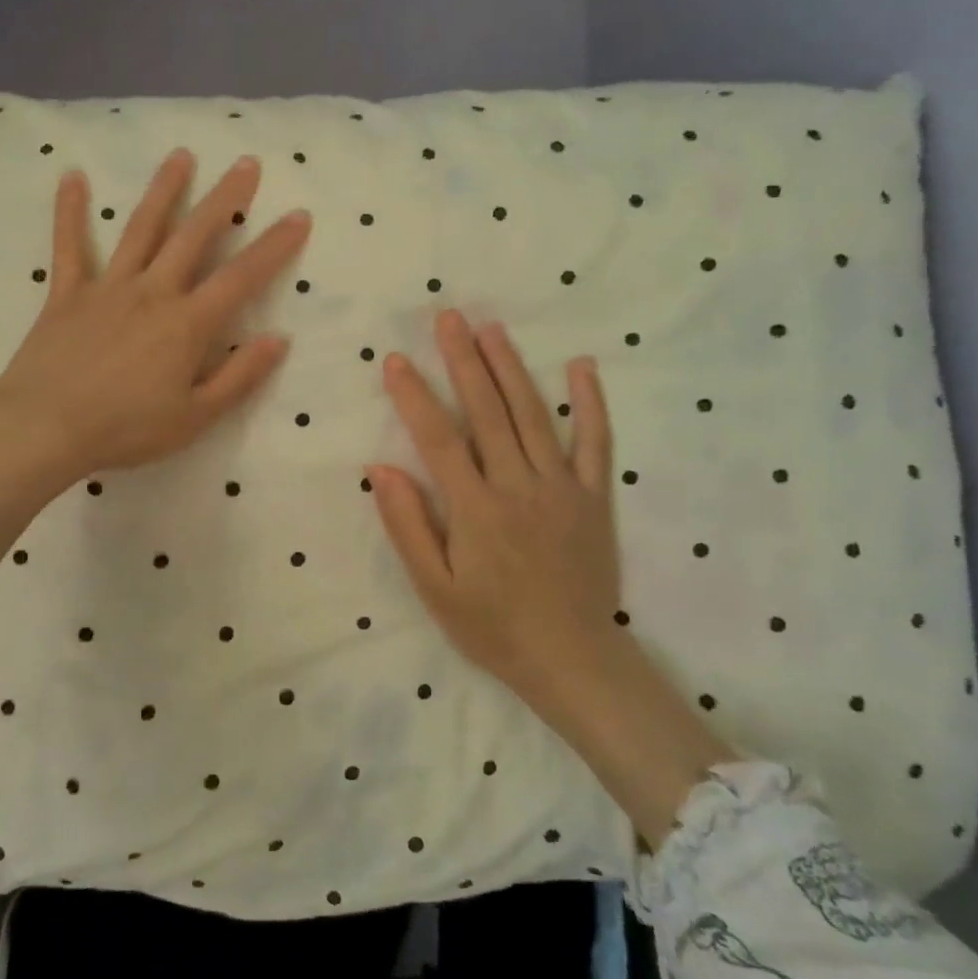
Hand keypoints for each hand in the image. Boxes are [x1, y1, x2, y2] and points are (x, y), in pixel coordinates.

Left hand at [0, 148, 310, 488]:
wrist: (46, 428)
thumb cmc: (126, 429)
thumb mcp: (195, 417)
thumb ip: (239, 376)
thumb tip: (278, 339)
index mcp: (187, 324)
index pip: (241, 277)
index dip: (274, 246)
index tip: (299, 215)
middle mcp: (152, 292)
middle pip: (194, 236)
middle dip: (224, 199)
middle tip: (245, 164)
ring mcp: (107, 287)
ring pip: (140, 229)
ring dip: (163, 191)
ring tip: (181, 156)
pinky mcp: (67, 293)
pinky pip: (69, 246)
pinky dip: (70, 211)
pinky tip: (72, 176)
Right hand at [369, 312, 731, 844]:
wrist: (572, 660)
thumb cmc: (493, 627)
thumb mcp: (435, 590)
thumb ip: (408, 526)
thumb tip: (382, 468)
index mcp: (475, 509)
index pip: (438, 439)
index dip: (414, 396)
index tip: (396, 360)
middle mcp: (518, 486)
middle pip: (487, 412)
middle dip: (463, 361)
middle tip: (448, 317)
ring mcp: (561, 488)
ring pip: (533, 415)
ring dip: (511, 368)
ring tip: (491, 329)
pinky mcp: (594, 497)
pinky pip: (595, 443)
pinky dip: (590, 403)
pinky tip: (581, 367)